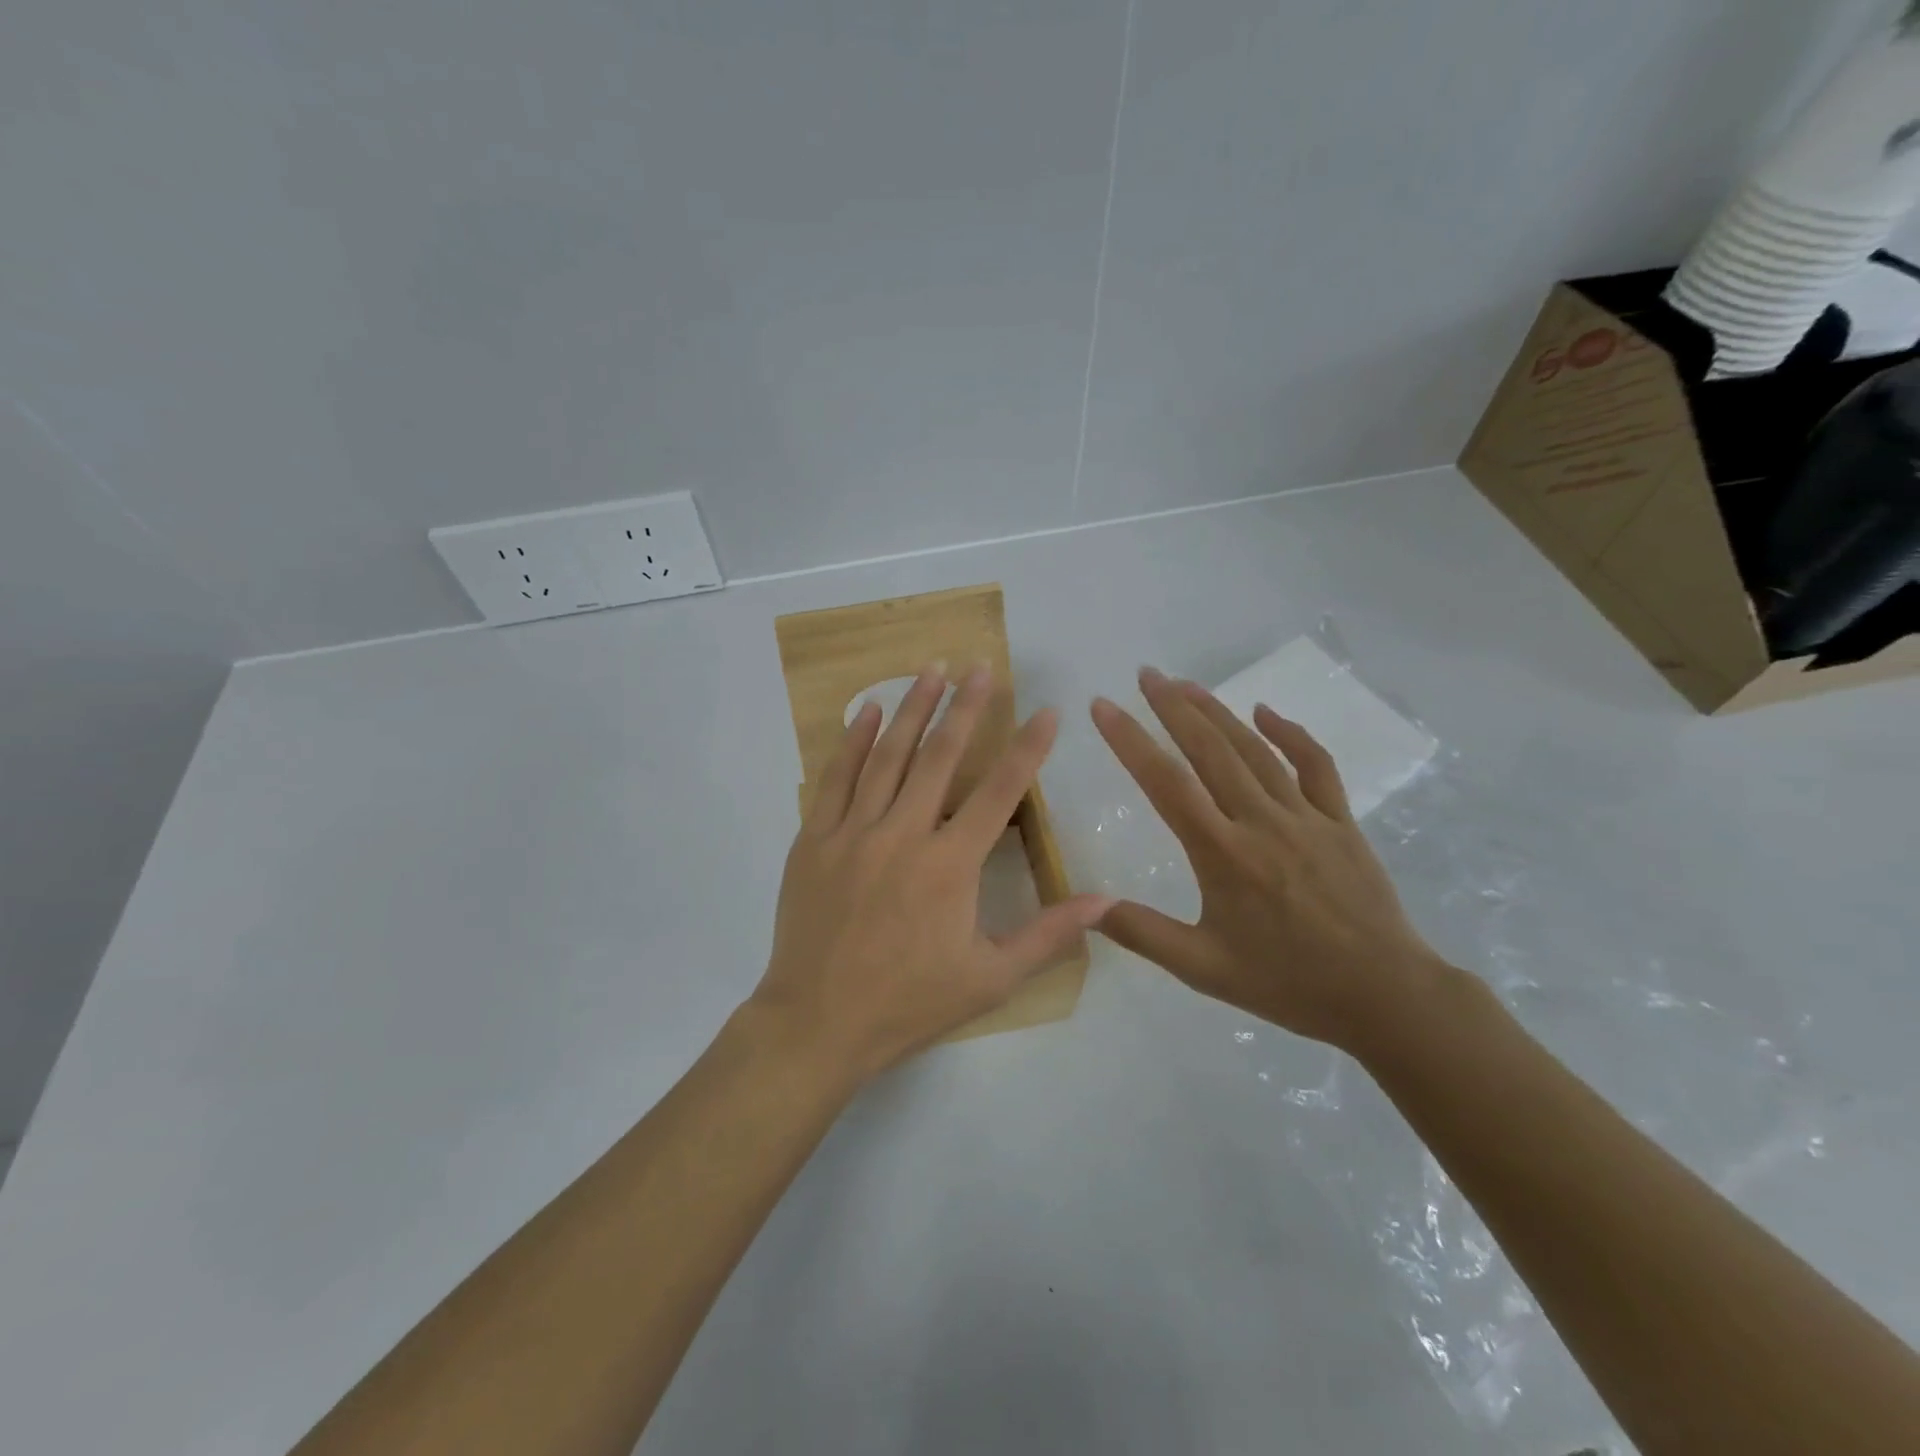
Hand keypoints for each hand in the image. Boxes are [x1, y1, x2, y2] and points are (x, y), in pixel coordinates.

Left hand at [752, 664, 1111, 1083]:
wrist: (817, 1023)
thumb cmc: (909, 1003)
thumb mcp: (991, 978)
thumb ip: (1049, 935)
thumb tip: (1106, 901)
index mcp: (950, 865)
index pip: (1000, 793)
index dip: (1027, 749)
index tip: (1047, 712)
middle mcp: (903, 834)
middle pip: (940, 757)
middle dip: (965, 708)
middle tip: (981, 667)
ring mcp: (854, 832)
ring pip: (887, 756)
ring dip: (912, 709)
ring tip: (931, 669)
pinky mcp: (815, 839)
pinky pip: (835, 778)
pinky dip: (853, 741)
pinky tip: (868, 711)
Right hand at [1089, 667, 1442, 1052]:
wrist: (1385, 995)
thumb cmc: (1288, 983)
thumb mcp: (1204, 969)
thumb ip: (1143, 933)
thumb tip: (1087, 907)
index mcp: (1223, 854)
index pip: (1166, 783)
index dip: (1130, 740)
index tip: (1103, 707)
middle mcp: (1261, 822)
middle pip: (1209, 750)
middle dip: (1173, 707)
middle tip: (1146, 674)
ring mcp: (1306, 816)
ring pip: (1255, 749)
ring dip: (1217, 711)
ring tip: (1186, 684)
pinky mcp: (1340, 821)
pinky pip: (1315, 765)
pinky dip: (1290, 733)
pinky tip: (1265, 712)